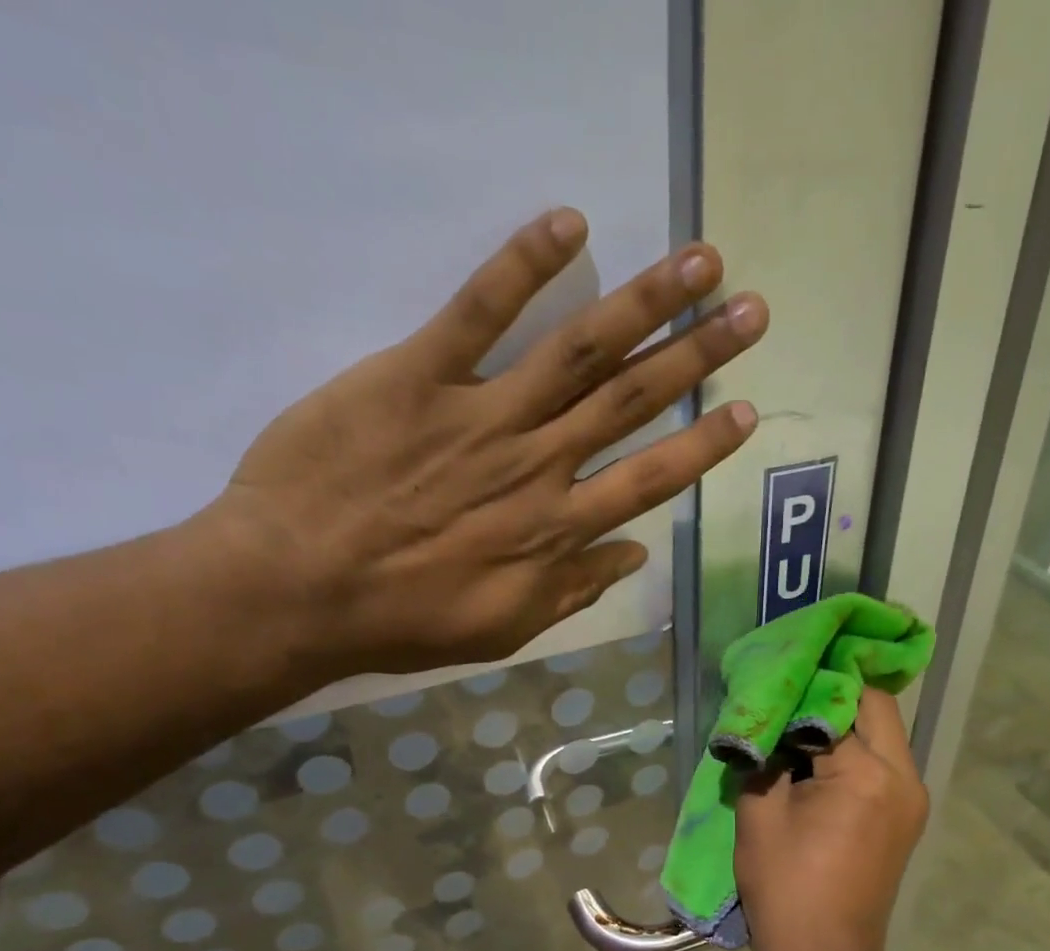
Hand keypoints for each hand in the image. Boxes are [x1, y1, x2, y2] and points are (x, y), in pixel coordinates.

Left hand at [212, 207, 767, 680]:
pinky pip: (477, 311)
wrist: (297, 589)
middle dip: (697, 353)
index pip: (650, 479)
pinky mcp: (418, 375)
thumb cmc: (403, 619)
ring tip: (701, 261)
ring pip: (579, 349)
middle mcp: (538, 463)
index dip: (703, 444)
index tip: (746, 409)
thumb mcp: (504, 627)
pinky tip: (570, 223)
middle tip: (752, 311)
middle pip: (632, 399)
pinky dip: (522, 264)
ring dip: (646, 301)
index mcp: (557, 529)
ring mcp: (482, 414)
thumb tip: (634, 556)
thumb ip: (573, 590)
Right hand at [735, 689, 928, 950]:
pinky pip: (883, 760)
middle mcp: (904, 776)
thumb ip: (765, 754)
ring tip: (797, 718)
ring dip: (844, 717)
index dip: (804, 681)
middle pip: (875, 705)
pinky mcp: (906, 814)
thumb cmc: (786, 889)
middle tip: (790, 686)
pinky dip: (853, 746)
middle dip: (833, 689)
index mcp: (867, 774)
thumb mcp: (759, 815)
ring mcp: (911, 796)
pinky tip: (817, 752)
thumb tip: (767, 717)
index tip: (775, 668)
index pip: (839, 700)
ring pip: (883, 730)